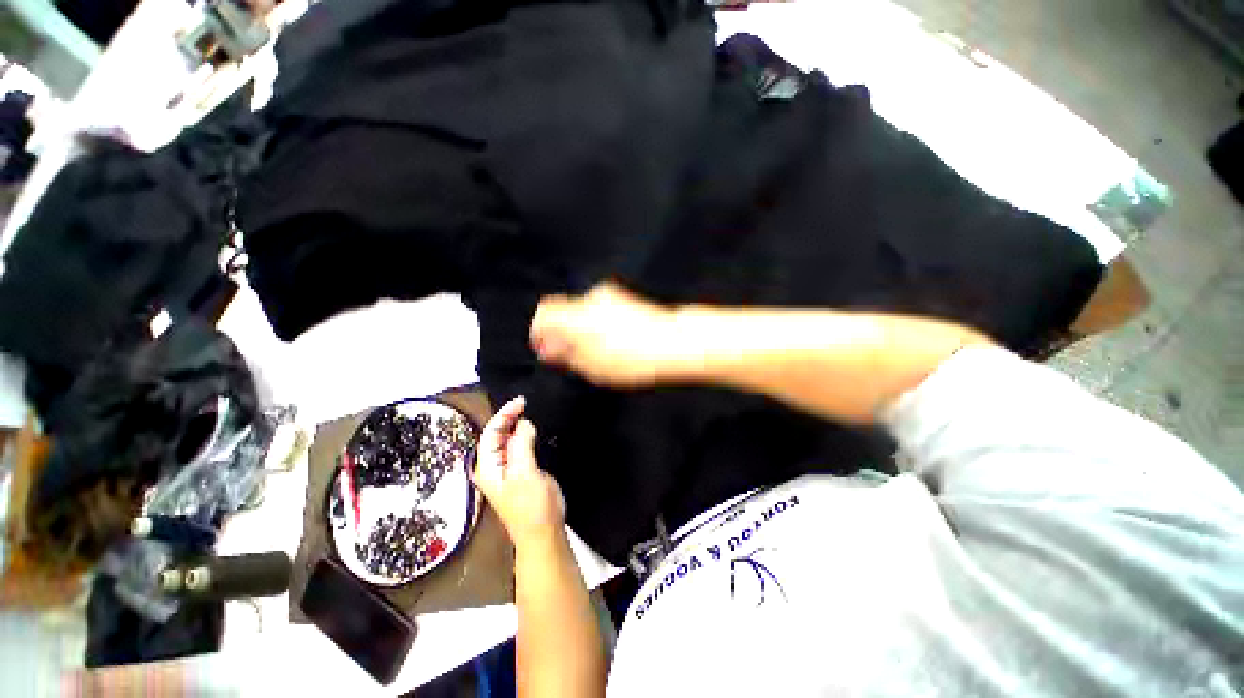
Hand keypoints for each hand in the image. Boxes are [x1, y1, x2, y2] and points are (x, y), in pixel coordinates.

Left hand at [472, 397, 565, 549]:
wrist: (543, 534)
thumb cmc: (532, 506)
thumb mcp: (525, 472)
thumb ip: (521, 445)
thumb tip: (523, 423)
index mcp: (488, 467)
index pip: (490, 433)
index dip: (504, 414)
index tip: (520, 401)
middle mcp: (493, 467)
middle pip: (496, 435)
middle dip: (509, 417)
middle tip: (526, 403)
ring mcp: (506, 471)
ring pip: (507, 441)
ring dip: (516, 425)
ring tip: (529, 412)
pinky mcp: (519, 473)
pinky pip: (518, 448)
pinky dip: (524, 436)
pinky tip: (532, 430)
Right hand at [530, 282, 678, 387]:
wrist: (675, 342)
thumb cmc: (633, 358)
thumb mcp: (592, 367)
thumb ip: (565, 355)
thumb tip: (548, 349)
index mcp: (576, 316)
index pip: (543, 314)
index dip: (539, 332)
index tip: (545, 349)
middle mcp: (590, 300)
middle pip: (563, 312)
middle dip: (562, 334)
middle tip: (572, 357)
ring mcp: (610, 296)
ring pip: (583, 312)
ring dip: (581, 331)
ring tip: (596, 355)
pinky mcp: (625, 298)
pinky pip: (600, 311)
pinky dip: (597, 325)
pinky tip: (612, 344)